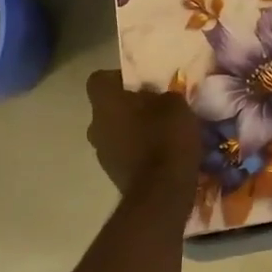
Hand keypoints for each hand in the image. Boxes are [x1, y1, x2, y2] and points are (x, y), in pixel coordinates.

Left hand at [84, 70, 196, 193]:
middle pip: (108, 107)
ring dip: (132, 130)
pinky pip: (124, 153)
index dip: (119, 79)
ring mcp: (101, 152)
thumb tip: (160, 96)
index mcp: (105, 102)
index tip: (142, 83)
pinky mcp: (113, 174)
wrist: (162, 192)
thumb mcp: (176, 104)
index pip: (99, 79)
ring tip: (161, 133)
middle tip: (155, 107)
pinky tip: (160, 154)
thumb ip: (163, 95)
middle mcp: (95, 125)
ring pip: (115, 131)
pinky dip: (137, 151)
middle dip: (128, 106)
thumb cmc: (166, 138)